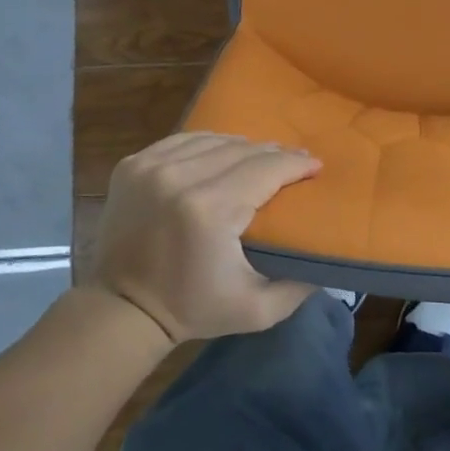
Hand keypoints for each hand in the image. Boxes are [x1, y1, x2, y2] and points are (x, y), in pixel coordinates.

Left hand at [89, 133, 322, 343]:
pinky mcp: (132, 165)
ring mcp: (151, 167)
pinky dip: (208, 144)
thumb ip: (300, 286)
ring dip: (242, 147)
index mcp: (210, 210)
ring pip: (213, 140)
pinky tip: (222, 153)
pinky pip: (182, 141)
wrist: (120, 310)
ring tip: (261, 157)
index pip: (265, 169)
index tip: (315, 166)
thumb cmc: (192, 309)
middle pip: (242, 150)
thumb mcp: (257, 310)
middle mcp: (179, 178)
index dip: (295, 164)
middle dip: (274, 154)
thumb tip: (329, 259)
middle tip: (295, 162)